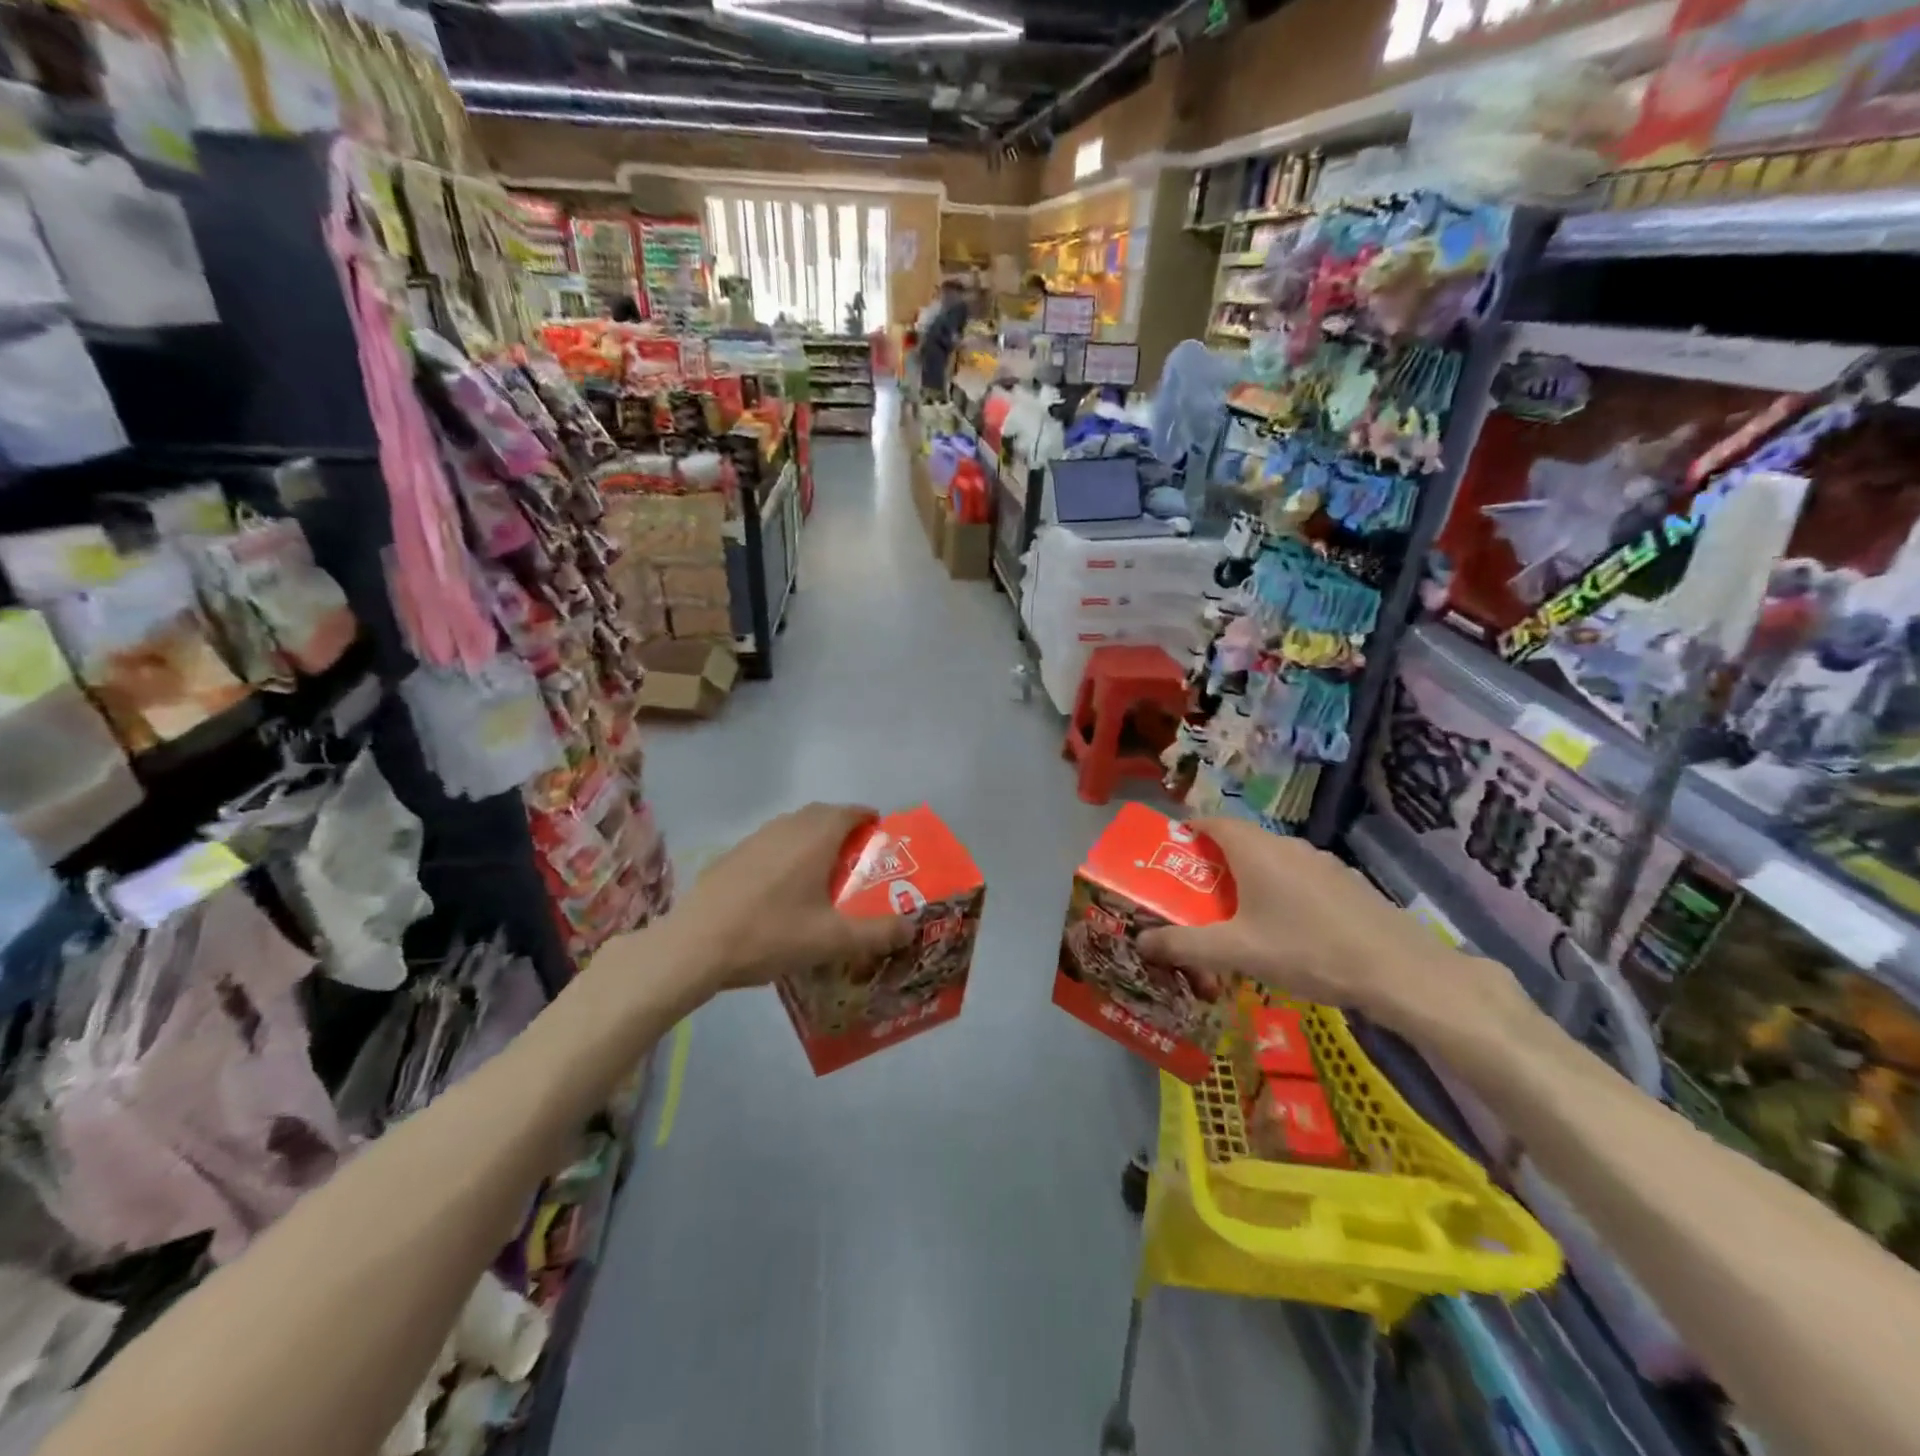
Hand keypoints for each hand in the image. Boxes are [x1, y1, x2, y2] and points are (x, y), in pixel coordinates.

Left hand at [663, 803, 913, 990]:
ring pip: (792, 826)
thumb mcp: (832, 940)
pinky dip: (786, 851)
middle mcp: (786, 828)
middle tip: (855, 852)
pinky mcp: (731, 855)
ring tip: (822, 867)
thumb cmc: (771, 934)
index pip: (848, 812)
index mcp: (814, 838)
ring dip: (812, 836)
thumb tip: (912, 927)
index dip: (866, 817)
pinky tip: (781, 885)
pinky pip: (770, 842)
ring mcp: (754, 839)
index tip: (879, 830)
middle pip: (820, 813)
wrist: (696, 945)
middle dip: (841, 825)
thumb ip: (877, 933)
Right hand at [1136, 819, 1538, 1056]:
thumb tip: (1140, 941)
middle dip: (1211, 863)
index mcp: (1255, 849)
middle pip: (1238, 841)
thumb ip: (1184, 945)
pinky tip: (1284, 930)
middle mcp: (1286, 845)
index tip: (1168, 856)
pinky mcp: (1345, 883)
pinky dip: (1278, 891)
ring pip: (1270, 860)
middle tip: (1193, 895)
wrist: (1398, 970)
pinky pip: (1297, 877)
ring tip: (1234, 916)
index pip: (1210, 822)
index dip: (1185, 832)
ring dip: (1246, 879)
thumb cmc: (1307, 950)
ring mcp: (1320, 862)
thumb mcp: (1237, 952)